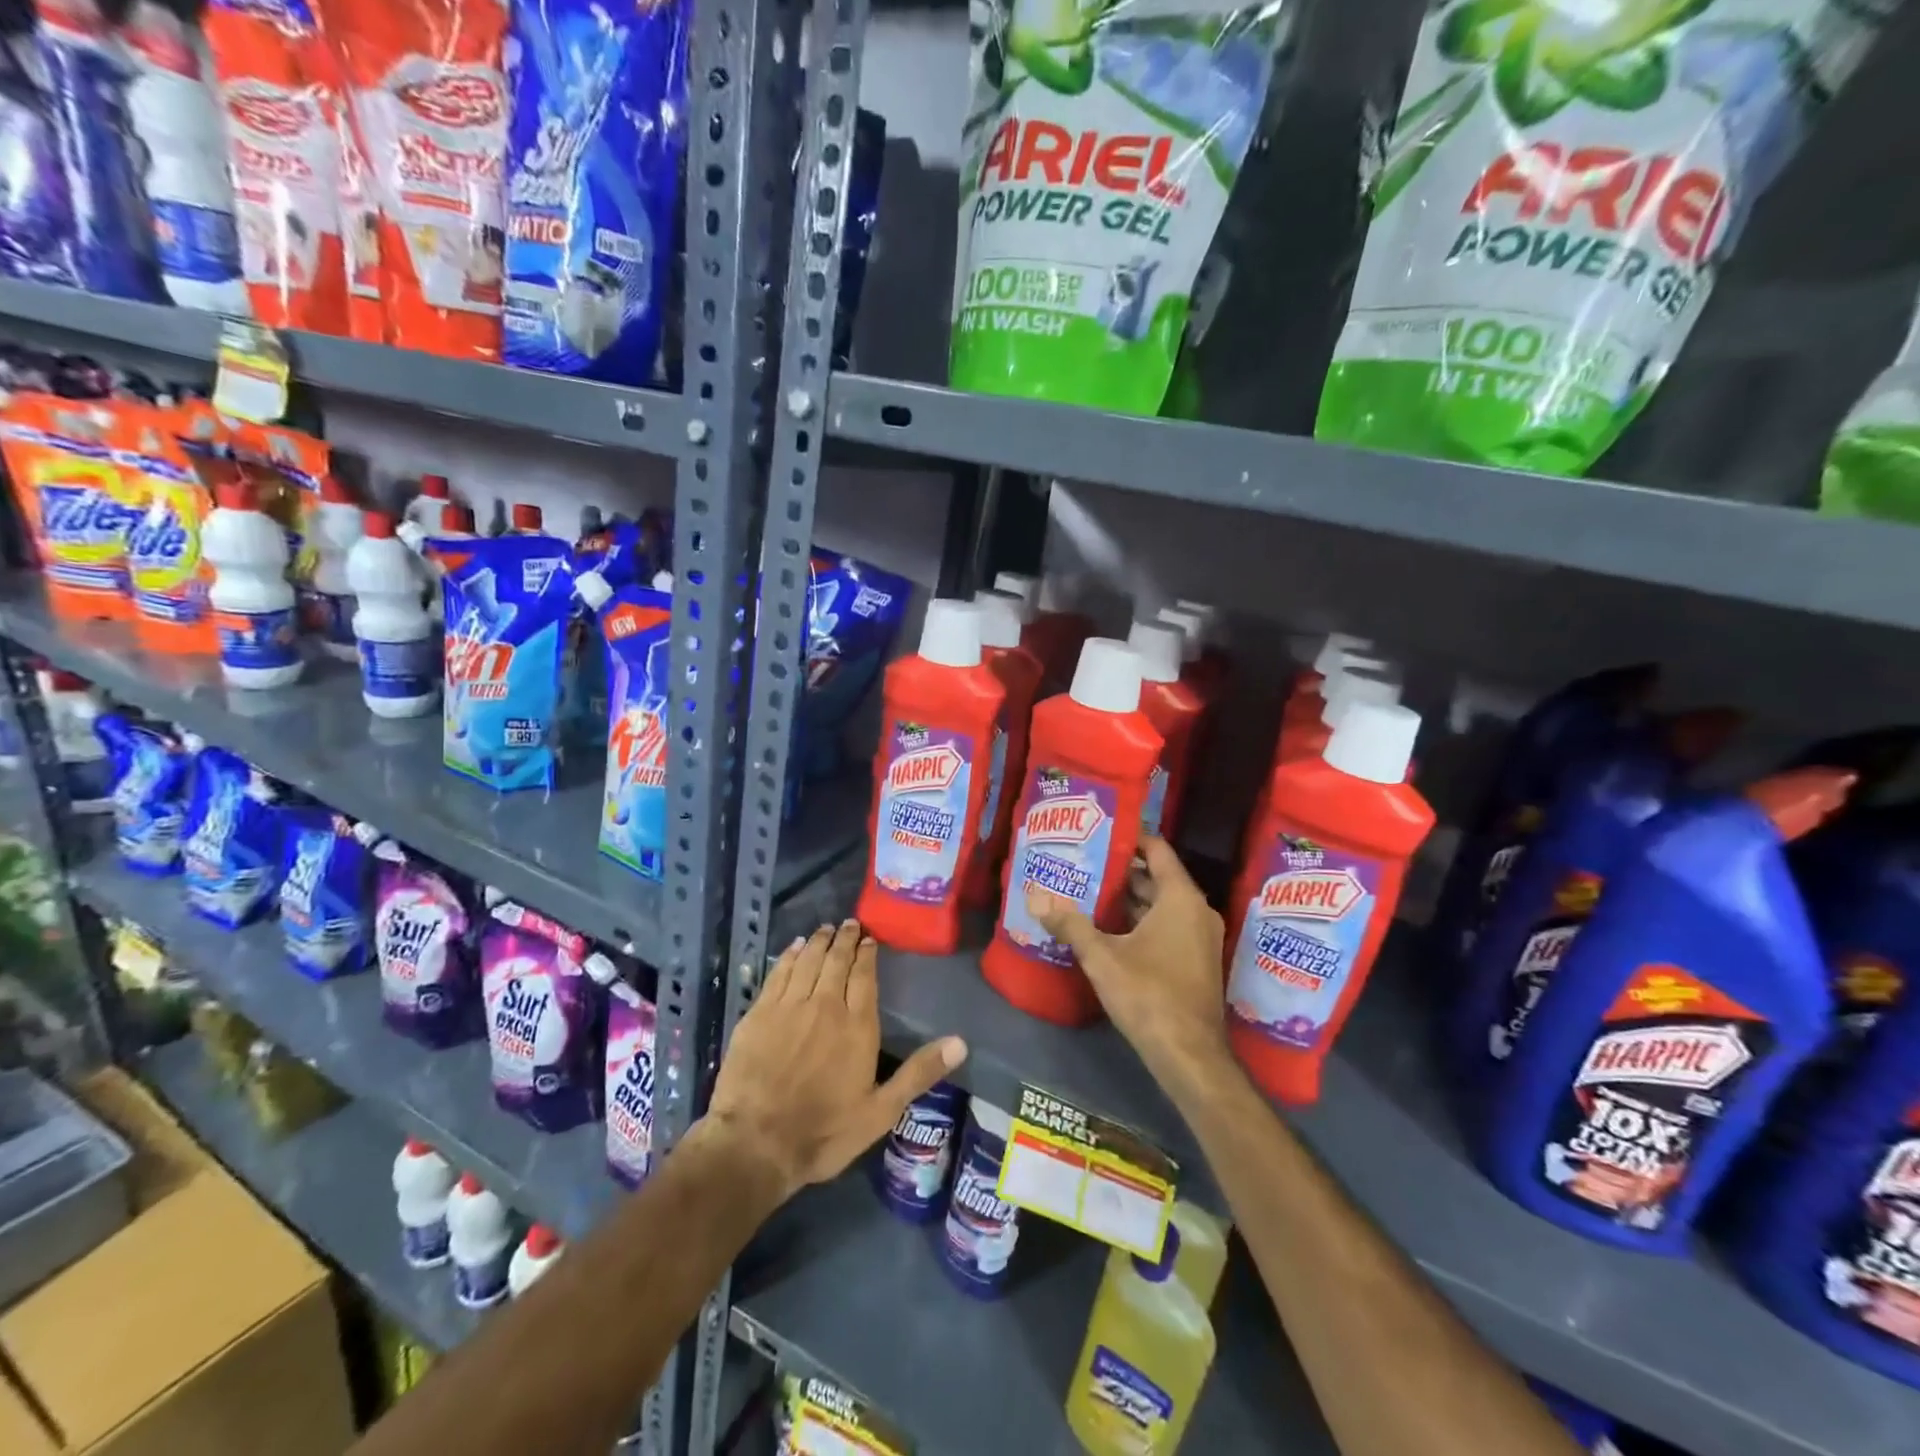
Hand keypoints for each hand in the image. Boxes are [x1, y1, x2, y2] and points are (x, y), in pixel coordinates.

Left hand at [702, 919, 967, 1202]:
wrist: (755, 1143)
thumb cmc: (824, 1132)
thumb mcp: (881, 1111)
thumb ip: (919, 1073)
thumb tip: (961, 1042)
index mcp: (857, 1026)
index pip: (865, 977)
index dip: (868, 954)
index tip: (870, 938)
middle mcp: (825, 1005)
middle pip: (837, 961)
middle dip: (845, 939)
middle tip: (849, 923)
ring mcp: (789, 1006)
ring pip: (808, 961)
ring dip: (818, 941)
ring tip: (825, 928)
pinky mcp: (759, 1013)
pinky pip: (778, 973)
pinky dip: (788, 956)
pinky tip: (793, 948)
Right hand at [1028, 836, 1229, 1092]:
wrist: (1190, 1056)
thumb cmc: (1149, 995)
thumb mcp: (1102, 957)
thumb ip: (1070, 924)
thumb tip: (1035, 897)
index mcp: (1181, 898)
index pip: (1157, 850)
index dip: (1130, 838)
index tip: (1099, 833)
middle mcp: (1196, 911)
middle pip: (1156, 877)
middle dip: (1121, 871)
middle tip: (1083, 862)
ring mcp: (1199, 938)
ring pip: (1160, 905)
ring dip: (1128, 899)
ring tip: (1087, 890)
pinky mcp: (1194, 960)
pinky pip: (1166, 926)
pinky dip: (1139, 921)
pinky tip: (1106, 927)